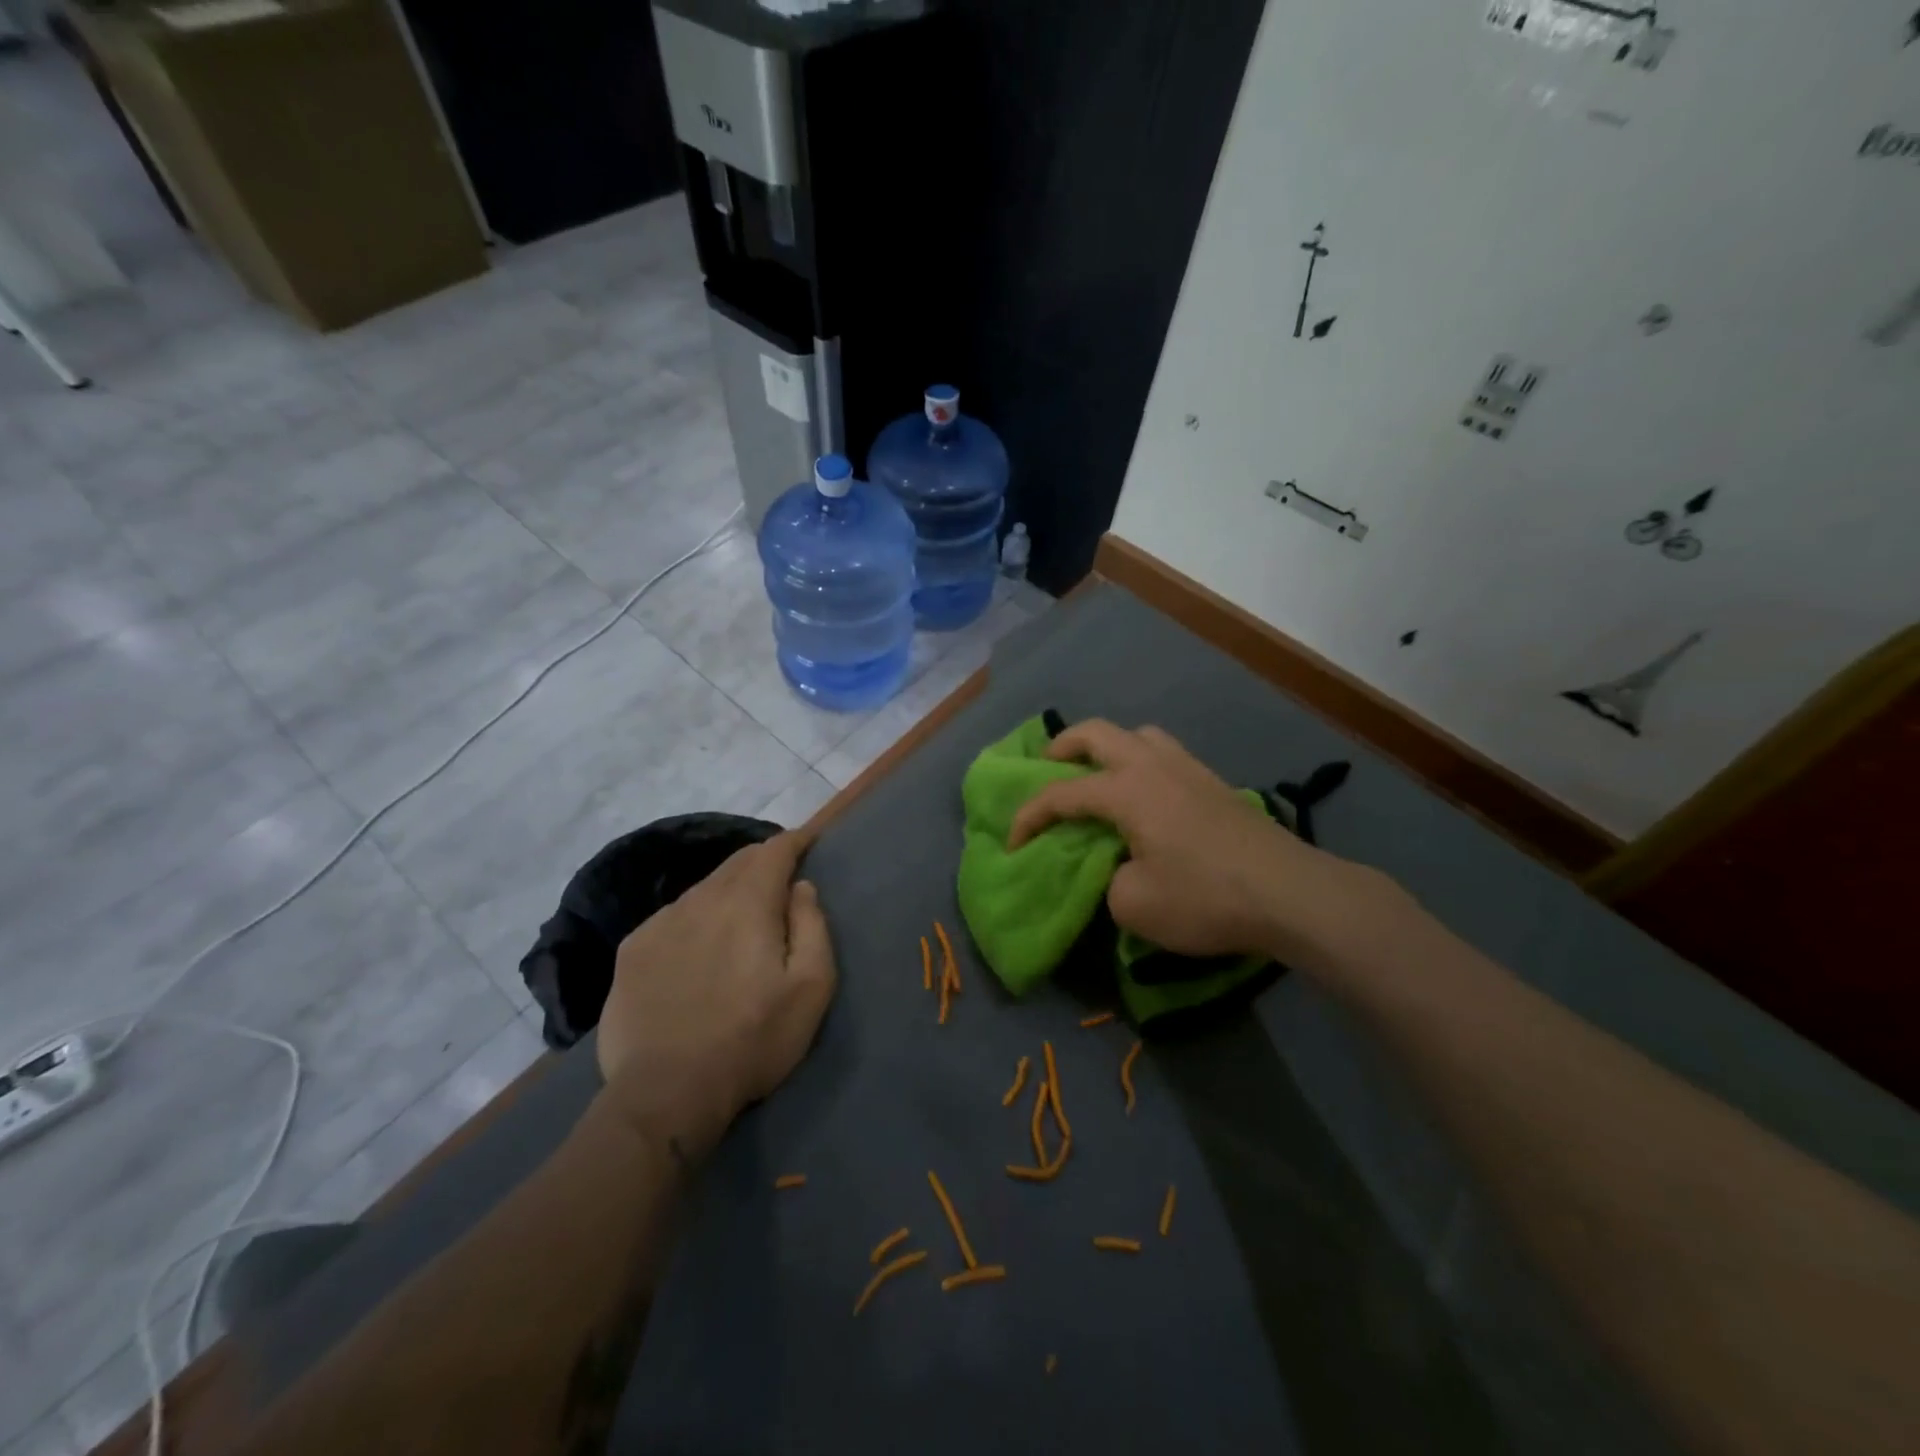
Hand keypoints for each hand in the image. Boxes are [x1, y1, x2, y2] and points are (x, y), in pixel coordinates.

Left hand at [596, 830, 836, 1149]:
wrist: (665, 1092)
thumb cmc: (753, 1039)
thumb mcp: (811, 987)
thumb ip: (812, 926)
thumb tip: (801, 887)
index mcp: (748, 903)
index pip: (774, 850)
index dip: (795, 841)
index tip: (808, 841)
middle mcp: (701, 899)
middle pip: (738, 862)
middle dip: (763, 861)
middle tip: (780, 877)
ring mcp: (661, 923)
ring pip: (704, 888)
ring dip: (728, 890)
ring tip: (740, 914)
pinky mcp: (632, 950)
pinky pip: (673, 916)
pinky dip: (695, 917)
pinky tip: (698, 947)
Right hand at [1007, 720, 1379, 967]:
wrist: (1290, 894)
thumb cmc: (1205, 896)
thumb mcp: (1134, 905)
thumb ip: (1109, 881)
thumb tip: (1121, 869)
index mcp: (1127, 790)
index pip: (1062, 794)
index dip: (1028, 816)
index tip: (1013, 844)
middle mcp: (1154, 765)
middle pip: (1097, 733)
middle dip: (1062, 746)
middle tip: (1046, 768)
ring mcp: (1189, 769)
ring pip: (1138, 735)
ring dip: (1108, 747)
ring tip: (1099, 776)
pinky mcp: (1215, 784)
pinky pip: (1165, 754)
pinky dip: (1141, 762)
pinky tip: (1147, 797)